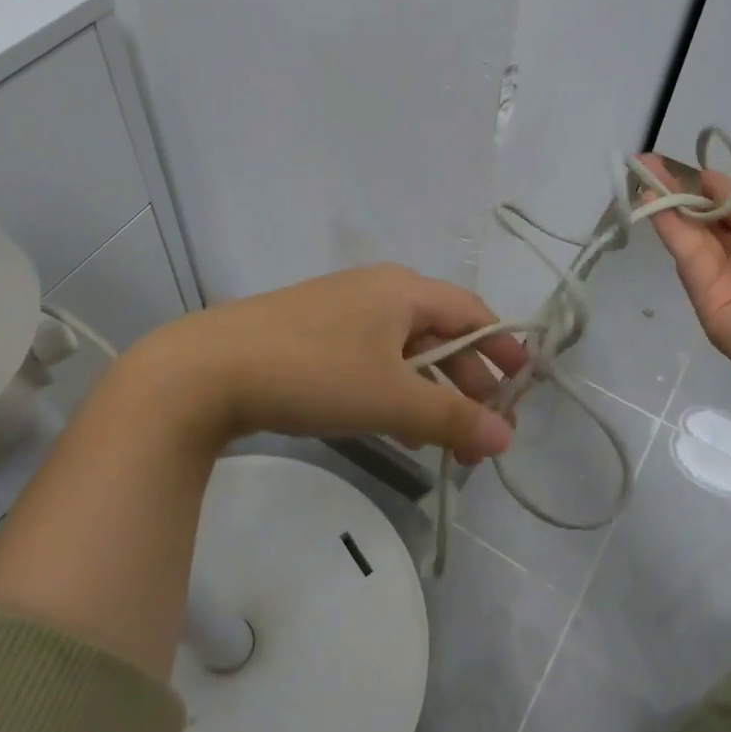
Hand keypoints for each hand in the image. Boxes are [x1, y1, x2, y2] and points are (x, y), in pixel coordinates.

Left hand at [119, 264, 528, 466]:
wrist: (208, 370)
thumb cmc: (314, 372)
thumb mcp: (390, 398)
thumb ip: (452, 418)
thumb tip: (506, 437)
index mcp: (403, 290)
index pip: (471, 312)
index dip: (501, 348)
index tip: (522, 387)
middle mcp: (377, 291)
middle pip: (441, 332)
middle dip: (468, 381)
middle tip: (485, 430)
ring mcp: (342, 312)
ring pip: (405, 350)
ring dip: (432, 392)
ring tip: (447, 441)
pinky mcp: (314, 336)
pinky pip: (372, 360)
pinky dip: (395, 391)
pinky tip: (397, 430)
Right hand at [641, 157, 730, 472]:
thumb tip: (709, 180)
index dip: (716, 187)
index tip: (690, 165)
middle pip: (711, 221)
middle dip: (682, 191)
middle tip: (647, 163)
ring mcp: (729, 283)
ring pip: (694, 237)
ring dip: (668, 204)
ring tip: (642, 171)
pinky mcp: (708, 303)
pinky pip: (689, 258)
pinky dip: (669, 227)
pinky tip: (652, 200)